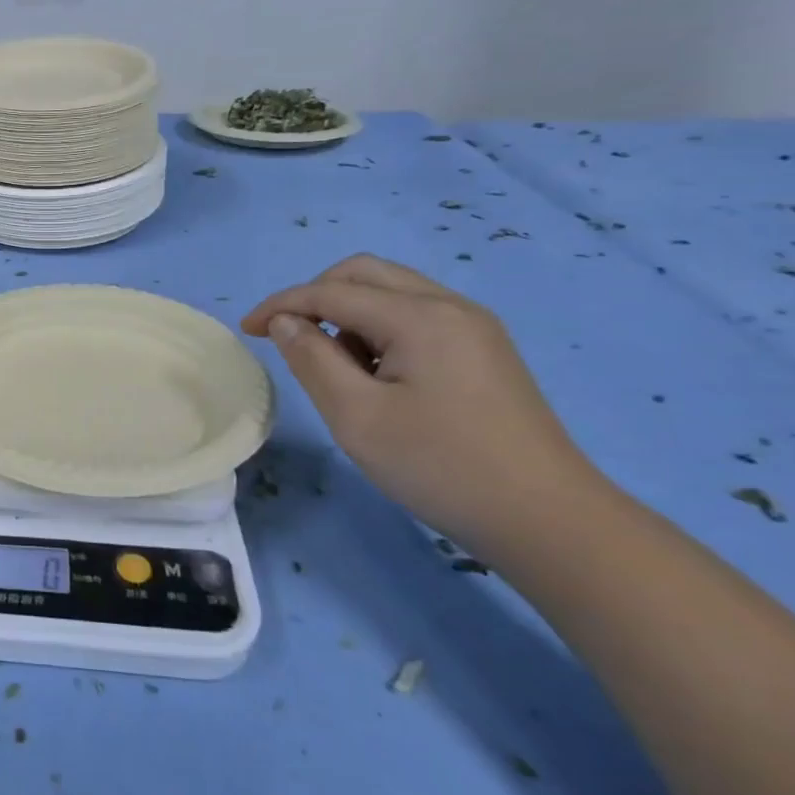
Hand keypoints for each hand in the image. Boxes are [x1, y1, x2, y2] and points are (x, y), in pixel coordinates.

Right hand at [241, 255, 598, 548]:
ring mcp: (474, 327)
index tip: (246, 331)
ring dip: (348, 313)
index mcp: (419, 317)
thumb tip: (286, 322)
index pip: (331, 291)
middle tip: (289, 338)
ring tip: (336, 367)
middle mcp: (450, 306)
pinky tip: (376, 374)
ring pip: (392, 292)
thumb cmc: (440, 466)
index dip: (281, 305)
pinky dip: (379, 328)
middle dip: (316, 296)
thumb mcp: (356, 416)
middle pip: (364, 273)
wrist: (548, 520)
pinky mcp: (485, 350)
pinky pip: (417, 316)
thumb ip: (312, 359)